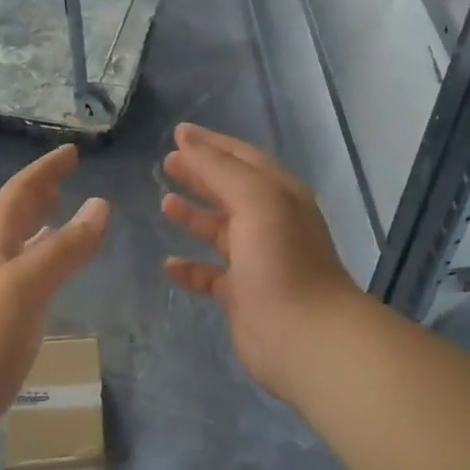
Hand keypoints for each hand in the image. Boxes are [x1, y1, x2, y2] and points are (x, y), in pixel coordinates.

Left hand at [0, 145, 109, 407]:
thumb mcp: (28, 283)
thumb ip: (66, 246)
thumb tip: (101, 204)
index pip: (19, 193)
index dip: (44, 170)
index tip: (71, 152)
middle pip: (15, 216)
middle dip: (41, 192)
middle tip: (68, 178)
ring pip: (21, 246)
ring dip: (43, 226)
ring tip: (66, 218)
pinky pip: (28, 277)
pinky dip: (46, 263)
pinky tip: (56, 276)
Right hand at [161, 124, 365, 396]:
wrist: (305, 336)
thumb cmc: (281, 259)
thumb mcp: (254, 200)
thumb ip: (219, 168)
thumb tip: (187, 139)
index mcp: (279, 194)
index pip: (242, 158)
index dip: (211, 144)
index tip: (178, 133)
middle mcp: (270, 222)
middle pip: (229, 190)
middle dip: (200, 175)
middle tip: (167, 163)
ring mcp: (256, 260)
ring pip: (220, 230)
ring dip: (194, 216)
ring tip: (164, 204)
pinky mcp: (242, 295)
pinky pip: (210, 274)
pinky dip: (190, 268)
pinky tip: (169, 265)